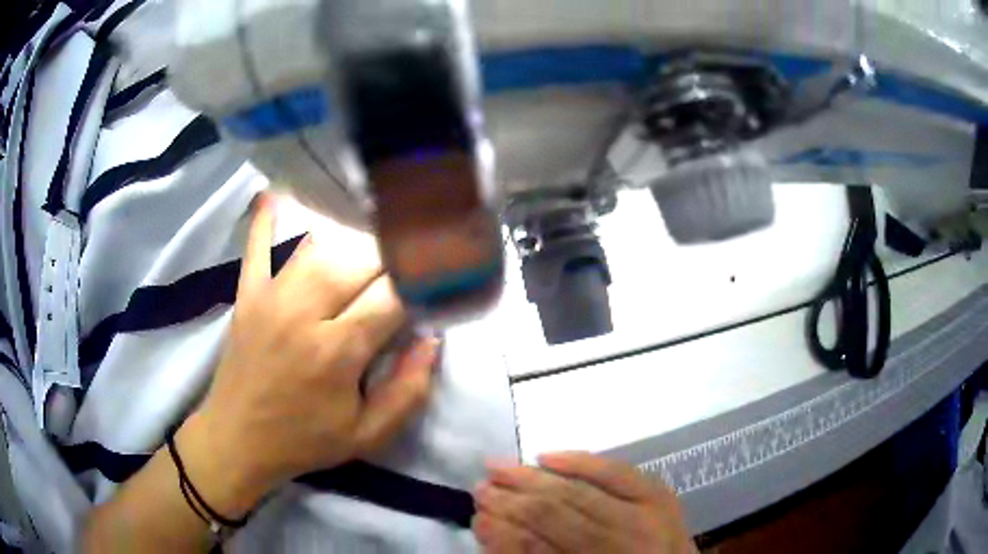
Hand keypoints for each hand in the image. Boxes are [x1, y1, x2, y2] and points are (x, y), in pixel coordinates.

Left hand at [179, 194, 438, 516]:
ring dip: (351, 249)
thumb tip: (433, 340)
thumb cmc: (304, 441)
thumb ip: (408, 391)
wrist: (237, 440)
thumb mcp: (368, 436)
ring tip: (368, 260)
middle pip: (360, 262)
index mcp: (337, 351)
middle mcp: (304, 312)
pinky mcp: (247, 295)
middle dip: (392, 264)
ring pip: (320, 249)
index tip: (439, 283)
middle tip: (406, 276)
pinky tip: (273, 194)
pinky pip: (256, 248)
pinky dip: (265, 222)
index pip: (393, 296)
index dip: (422, 285)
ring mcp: (270, 297)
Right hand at [473, 453, 696, 553]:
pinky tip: (547, 454)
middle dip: (510, 500)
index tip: (476, 517)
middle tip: (480, 488)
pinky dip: (580, 461)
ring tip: (498, 467)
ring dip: (531, 478)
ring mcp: (647, 518)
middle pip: (555, 515)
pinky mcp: (661, 497)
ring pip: (578, 491)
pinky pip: (617, 471)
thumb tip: (493, 528)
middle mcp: (623, 544)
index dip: (501, 533)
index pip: (537, 549)